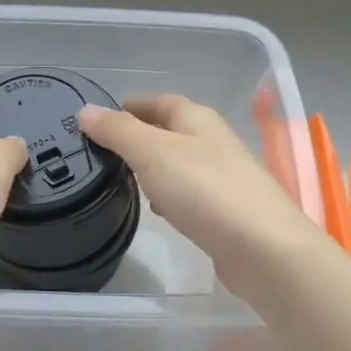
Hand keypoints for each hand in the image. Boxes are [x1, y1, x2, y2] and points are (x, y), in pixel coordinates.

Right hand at [76, 95, 331, 296]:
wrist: (264, 249)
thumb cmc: (205, 191)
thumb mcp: (152, 153)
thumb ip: (118, 131)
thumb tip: (86, 110)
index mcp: (197, 119)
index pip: (158, 101)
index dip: (129, 105)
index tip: (99, 117)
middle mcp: (213, 141)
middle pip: (170, 130)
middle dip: (139, 136)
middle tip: (103, 150)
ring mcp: (224, 177)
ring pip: (180, 162)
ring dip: (153, 166)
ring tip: (122, 179)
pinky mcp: (227, 210)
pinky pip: (190, 193)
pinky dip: (170, 194)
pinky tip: (158, 210)